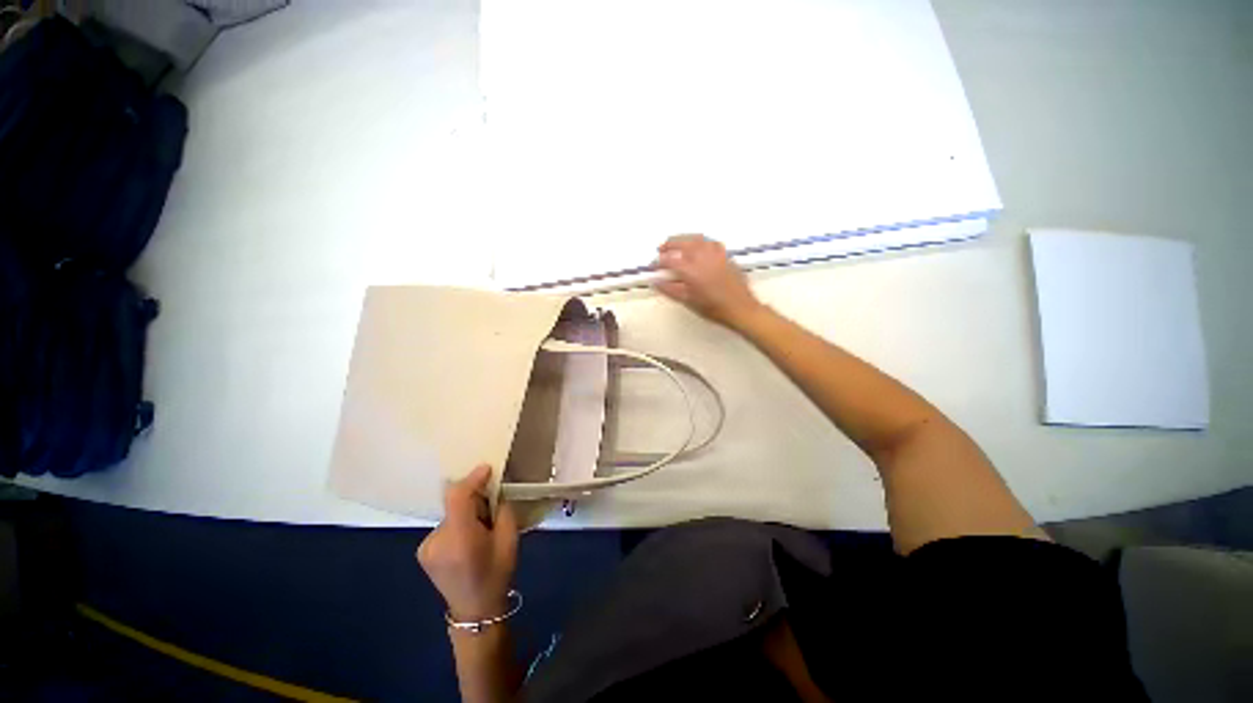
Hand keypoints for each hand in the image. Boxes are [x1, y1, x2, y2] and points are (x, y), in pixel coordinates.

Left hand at [417, 465, 518, 621]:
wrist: (475, 611)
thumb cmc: (497, 574)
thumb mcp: (510, 539)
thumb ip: (502, 510)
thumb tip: (495, 490)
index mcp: (460, 539)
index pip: (457, 497)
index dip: (471, 479)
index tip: (487, 469)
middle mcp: (436, 541)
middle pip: (455, 504)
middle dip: (474, 500)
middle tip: (491, 508)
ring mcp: (426, 547)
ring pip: (451, 514)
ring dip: (466, 513)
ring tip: (480, 528)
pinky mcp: (423, 551)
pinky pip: (445, 525)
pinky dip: (458, 524)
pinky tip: (467, 540)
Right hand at [655, 234, 764, 330]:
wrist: (739, 308)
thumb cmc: (715, 308)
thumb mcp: (687, 301)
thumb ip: (669, 289)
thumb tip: (657, 282)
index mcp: (691, 270)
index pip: (669, 260)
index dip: (659, 262)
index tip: (654, 266)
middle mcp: (702, 258)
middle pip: (682, 242)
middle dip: (669, 244)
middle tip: (662, 249)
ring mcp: (715, 255)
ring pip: (696, 238)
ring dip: (684, 239)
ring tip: (678, 244)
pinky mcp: (725, 256)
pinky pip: (710, 242)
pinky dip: (700, 241)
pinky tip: (699, 246)